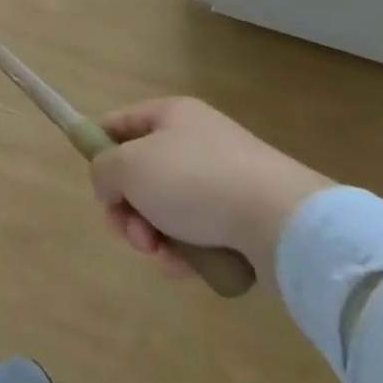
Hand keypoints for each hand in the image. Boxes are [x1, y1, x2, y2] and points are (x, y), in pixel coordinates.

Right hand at [87, 98, 331, 279]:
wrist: (283, 224)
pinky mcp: (246, 219)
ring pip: (168, 208)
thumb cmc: (195, 180)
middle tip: (131, 232)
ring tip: (160, 253)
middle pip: (141, 173)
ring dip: (153, 234)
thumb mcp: (128, 167)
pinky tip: (184, 267)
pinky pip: (200, 234)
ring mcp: (224, 181)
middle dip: (128, 208)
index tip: (99, 187)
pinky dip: (186, 252)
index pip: (118, 124)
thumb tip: (111, 186)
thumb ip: (103, 170)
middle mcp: (197, 141)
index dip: (100, 152)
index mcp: (171, 115)